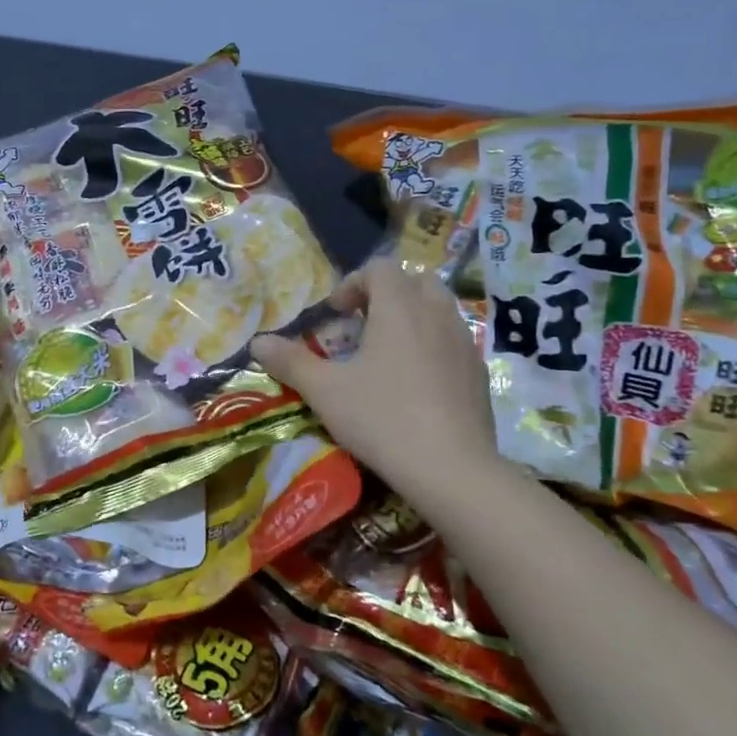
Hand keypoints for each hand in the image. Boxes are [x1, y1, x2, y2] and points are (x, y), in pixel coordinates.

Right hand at [253, 258, 503, 491]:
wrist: (452, 468)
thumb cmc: (382, 418)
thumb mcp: (325, 391)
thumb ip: (290, 362)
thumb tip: (257, 343)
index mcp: (399, 307)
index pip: (380, 268)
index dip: (354, 282)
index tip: (336, 313)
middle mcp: (436, 314)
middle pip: (416, 280)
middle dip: (388, 294)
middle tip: (364, 325)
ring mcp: (463, 342)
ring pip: (440, 308)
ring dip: (413, 317)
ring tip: (389, 352)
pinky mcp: (479, 372)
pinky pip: (454, 341)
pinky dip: (434, 346)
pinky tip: (418, 384)